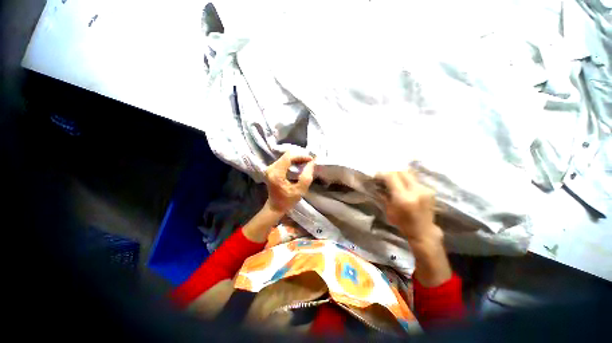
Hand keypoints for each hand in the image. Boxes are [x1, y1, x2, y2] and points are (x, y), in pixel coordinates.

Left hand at [264, 152, 314, 214]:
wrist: (275, 207)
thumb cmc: (287, 201)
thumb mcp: (300, 191)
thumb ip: (306, 177)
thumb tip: (312, 163)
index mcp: (276, 174)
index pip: (288, 157)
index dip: (300, 156)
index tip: (311, 159)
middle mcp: (270, 169)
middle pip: (286, 155)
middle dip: (299, 156)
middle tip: (309, 160)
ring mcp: (269, 168)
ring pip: (285, 157)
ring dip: (296, 158)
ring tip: (306, 162)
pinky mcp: (271, 169)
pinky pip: (283, 160)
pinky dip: (292, 161)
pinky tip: (299, 164)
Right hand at [376, 170, 450, 286]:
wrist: (424, 232)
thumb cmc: (403, 223)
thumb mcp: (389, 210)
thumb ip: (384, 195)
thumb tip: (378, 185)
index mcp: (403, 197)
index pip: (391, 176)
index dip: (382, 174)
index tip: (376, 176)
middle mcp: (416, 190)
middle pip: (401, 171)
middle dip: (390, 172)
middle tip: (384, 176)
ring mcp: (424, 189)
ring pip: (409, 174)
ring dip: (399, 174)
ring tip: (393, 180)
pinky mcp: (429, 190)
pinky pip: (415, 180)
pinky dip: (406, 180)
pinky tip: (403, 185)